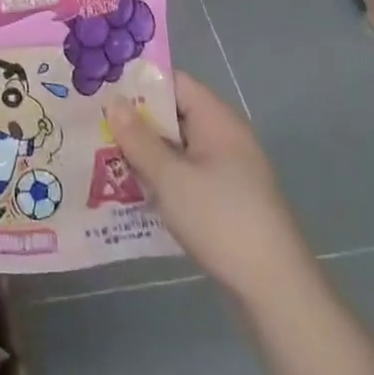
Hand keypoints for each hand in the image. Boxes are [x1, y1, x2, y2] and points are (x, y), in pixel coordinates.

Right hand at [107, 73, 305, 299]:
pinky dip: (162, 177)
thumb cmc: (221, 221)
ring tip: (104, 157)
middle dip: (136, 122)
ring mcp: (229, 170)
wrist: (277, 292)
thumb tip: (113, 100)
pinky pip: (187, 174)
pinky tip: (133, 191)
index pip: (173, 82)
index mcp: (216, 119)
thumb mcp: (171, 178)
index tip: (103, 91)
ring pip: (178, 148)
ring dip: (146, 153)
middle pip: (174, 114)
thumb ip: (139, 139)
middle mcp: (224, 136)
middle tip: (96, 126)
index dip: (138, 83)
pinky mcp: (227, 200)